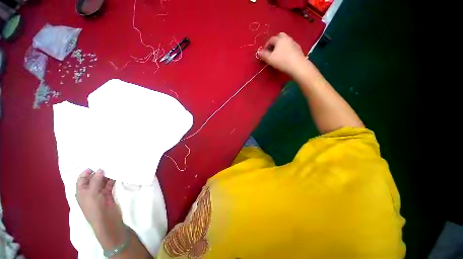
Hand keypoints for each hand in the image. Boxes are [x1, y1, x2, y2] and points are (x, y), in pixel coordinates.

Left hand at [76, 169, 125, 248]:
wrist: (106, 220)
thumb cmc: (95, 207)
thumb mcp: (92, 193)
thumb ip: (96, 180)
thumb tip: (100, 169)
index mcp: (81, 191)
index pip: (81, 179)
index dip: (86, 171)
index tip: (95, 164)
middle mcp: (89, 191)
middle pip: (93, 179)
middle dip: (99, 172)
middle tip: (107, 163)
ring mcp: (99, 193)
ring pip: (102, 181)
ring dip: (107, 175)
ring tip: (114, 167)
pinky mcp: (108, 194)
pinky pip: (110, 185)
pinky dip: (113, 180)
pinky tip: (117, 174)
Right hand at [257, 32, 308, 77]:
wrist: (297, 66)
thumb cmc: (282, 61)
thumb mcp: (270, 59)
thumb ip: (263, 55)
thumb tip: (259, 52)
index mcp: (279, 39)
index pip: (270, 40)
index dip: (266, 46)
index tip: (264, 53)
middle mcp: (287, 38)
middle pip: (279, 37)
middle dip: (274, 43)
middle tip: (271, 51)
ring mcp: (293, 43)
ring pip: (285, 42)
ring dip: (280, 46)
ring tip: (277, 55)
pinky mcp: (298, 49)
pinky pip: (289, 47)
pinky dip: (286, 50)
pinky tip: (285, 57)